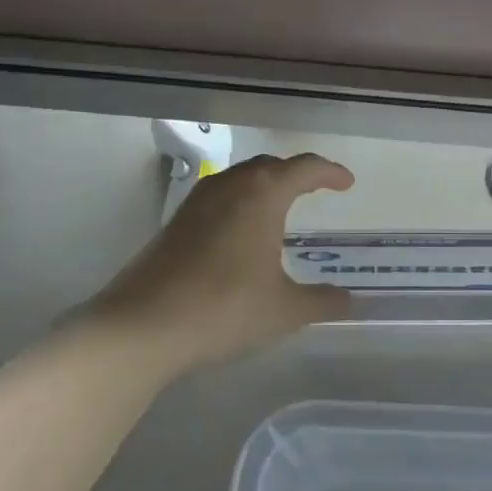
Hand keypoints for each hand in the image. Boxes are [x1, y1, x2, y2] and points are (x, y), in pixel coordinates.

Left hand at [84, 153, 354, 370]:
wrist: (143, 325)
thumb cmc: (224, 308)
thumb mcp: (284, 309)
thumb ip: (322, 301)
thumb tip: (348, 300)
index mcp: (263, 194)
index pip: (304, 168)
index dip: (330, 172)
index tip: (347, 183)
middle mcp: (230, 185)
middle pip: (271, 165)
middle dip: (298, 174)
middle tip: (318, 190)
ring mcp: (198, 200)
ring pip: (241, 178)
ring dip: (266, 185)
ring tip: (282, 207)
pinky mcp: (176, 220)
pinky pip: (220, 196)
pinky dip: (242, 201)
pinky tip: (243, 232)